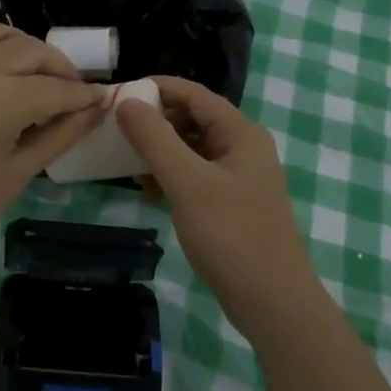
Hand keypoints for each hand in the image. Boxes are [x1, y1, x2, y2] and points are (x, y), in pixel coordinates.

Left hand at [0, 22, 104, 270]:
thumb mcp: (15, 176)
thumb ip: (58, 136)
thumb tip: (94, 111)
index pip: (56, 88)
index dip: (84, 95)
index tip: (102, 100)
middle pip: (31, 50)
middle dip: (60, 67)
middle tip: (72, 92)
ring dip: (24, 47)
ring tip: (34, 74)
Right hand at [116, 77, 317, 338]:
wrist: (273, 302)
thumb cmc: (231, 234)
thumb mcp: (187, 182)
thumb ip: (155, 138)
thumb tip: (126, 102)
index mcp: (240, 132)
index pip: (193, 93)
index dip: (156, 88)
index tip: (118, 94)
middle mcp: (242, 147)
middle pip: (192, 119)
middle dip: (155, 124)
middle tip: (117, 133)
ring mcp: (239, 177)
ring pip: (191, 149)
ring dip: (160, 153)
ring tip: (130, 169)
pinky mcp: (232, 204)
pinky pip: (195, 176)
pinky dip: (171, 178)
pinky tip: (150, 195)